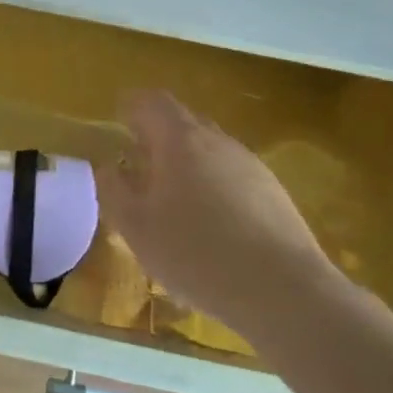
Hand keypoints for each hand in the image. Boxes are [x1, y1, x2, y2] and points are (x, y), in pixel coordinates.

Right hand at [98, 90, 332, 343]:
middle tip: (140, 161)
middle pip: (183, 122)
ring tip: (173, 199)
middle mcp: (217, 141)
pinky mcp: (273, 192)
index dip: (133, 106)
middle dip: (159, 135)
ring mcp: (250, 164)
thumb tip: (108, 167)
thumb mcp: (137, 228)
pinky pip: (232, 175)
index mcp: (180, 139)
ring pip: (210, 150)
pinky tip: (211, 225)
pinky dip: (213, 185)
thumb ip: (114, 190)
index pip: (153, 101)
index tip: (119, 119)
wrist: (284, 290)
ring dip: (187, 163)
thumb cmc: (197, 253)